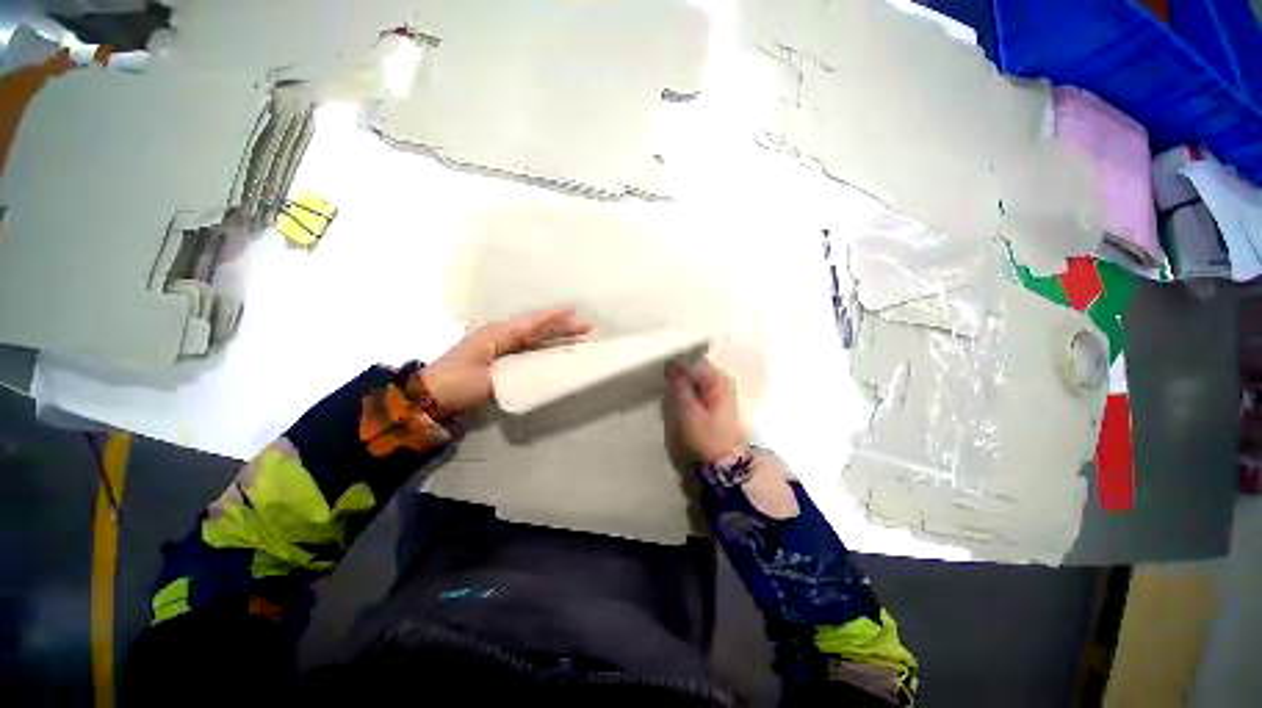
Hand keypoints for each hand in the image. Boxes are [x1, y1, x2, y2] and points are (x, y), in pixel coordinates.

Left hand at [423, 307, 592, 413]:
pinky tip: (557, 351)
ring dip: (557, 337)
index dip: (553, 317)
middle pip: (538, 329)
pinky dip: (545, 349)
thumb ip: (516, 370)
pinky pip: (529, 349)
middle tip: (588, 327)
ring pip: (536, 338)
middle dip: (563, 327)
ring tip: (579, 337)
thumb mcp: (488, 378)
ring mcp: (501, 347)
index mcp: (498, 334)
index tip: (574, 311)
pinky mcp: (502, 359)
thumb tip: (542, 368)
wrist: (430, 396)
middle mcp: (502, 336)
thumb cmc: (457, 383)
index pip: (532, 323)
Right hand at [667, 359, 746, 463]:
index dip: (677, 364)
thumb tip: (672, 362)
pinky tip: (676, 404)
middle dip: (678, 375)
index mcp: (719, 380)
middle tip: (664, 387)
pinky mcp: (713, 405)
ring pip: (693, 381)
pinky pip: (695, 392)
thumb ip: (680, 385)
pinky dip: (685, 394)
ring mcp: (718, 394)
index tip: (662, 372)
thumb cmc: (705, 438)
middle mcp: (721, 382)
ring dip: (680, 386)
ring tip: (668, 396)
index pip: (694, 360)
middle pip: (694, 369)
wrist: (722, 465)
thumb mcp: (688, 411)